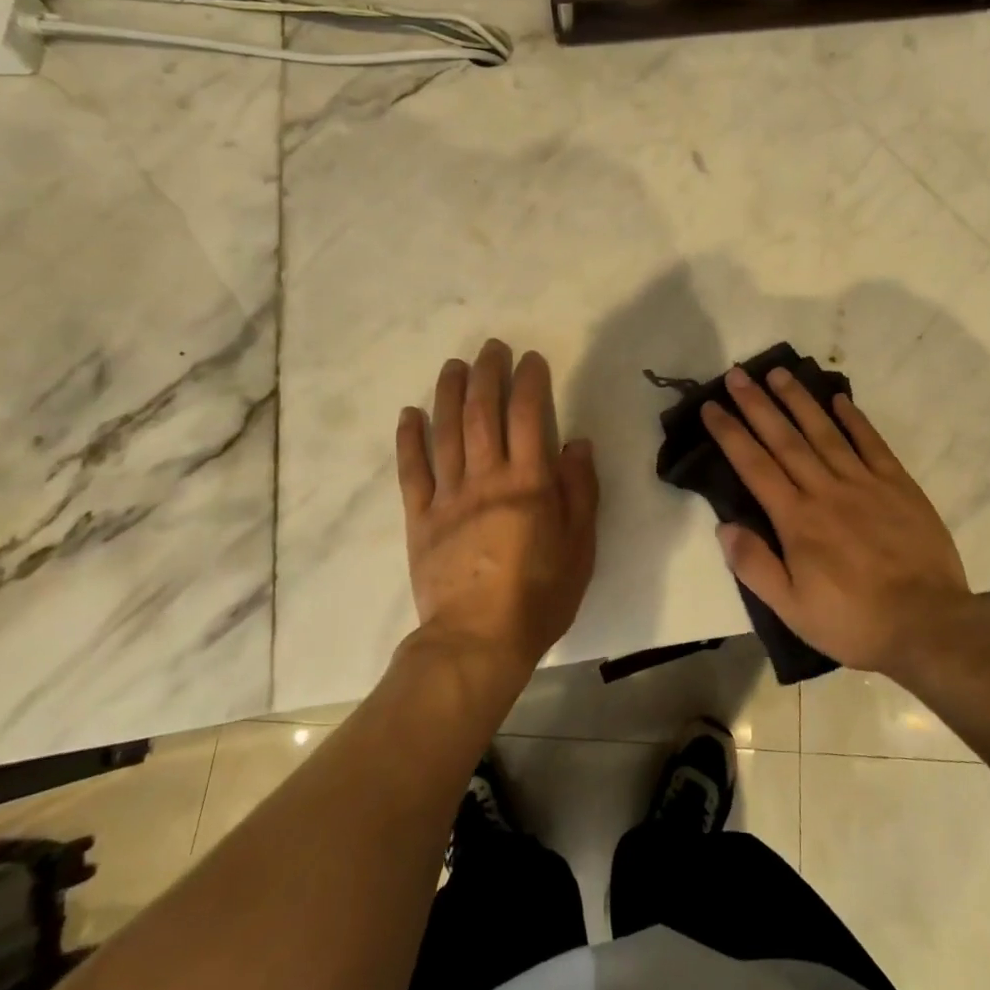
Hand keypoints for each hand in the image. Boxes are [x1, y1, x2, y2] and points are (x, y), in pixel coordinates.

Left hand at [396, 340, 598, 674]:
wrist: (477, 642)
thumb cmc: (539, 596)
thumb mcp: (580, 546)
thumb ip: (579, 491)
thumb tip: (576, 443)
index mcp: (529, 483)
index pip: (528, 416)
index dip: (529, 381)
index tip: (530, 358)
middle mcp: (487, 478)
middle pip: (483, 413)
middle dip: (487, 374)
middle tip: (490, 347)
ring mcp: (448, 497)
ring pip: (446, 432)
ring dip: (449, 393)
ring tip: (453, 365)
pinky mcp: (420, 518)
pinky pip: (412, 471)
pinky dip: (409, 439)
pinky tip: (410, 413)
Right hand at [701, 365, 970, 676]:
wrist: (928, 625)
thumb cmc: (854, 622)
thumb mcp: (792, 609)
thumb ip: (755, 566)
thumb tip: (724, 526)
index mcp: (797, 519)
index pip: (755, 466)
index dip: (730, 433)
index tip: (712, 406)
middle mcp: (826, 490)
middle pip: (785, 438)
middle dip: (757, 404)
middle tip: (737, 374)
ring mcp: (864, 483)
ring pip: (824, 432)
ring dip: (799, 400)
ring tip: (779, 372)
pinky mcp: (898, 485)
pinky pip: (871, 443)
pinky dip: (854, 419)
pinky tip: (839, 399)